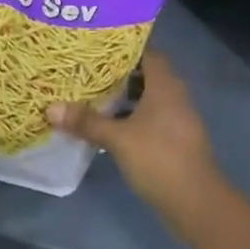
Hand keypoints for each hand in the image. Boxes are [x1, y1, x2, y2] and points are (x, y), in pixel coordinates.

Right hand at [47, 52, 216, 215]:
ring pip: (149, 96)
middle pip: (146, 73)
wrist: (198, 203)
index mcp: (165, 84)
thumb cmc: (159, 158)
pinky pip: (152, 115)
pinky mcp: (176, 138)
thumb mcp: (118, 139)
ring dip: (126, 95)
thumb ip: (87, 122)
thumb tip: (51, 108)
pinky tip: (111, 124)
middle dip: (120, 71)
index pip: (146, 52)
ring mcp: (178, 118)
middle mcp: (175, 94)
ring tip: (94, 93)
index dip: (124, 47)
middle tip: (89, 69)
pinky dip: (133, 115)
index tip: (98, 45)